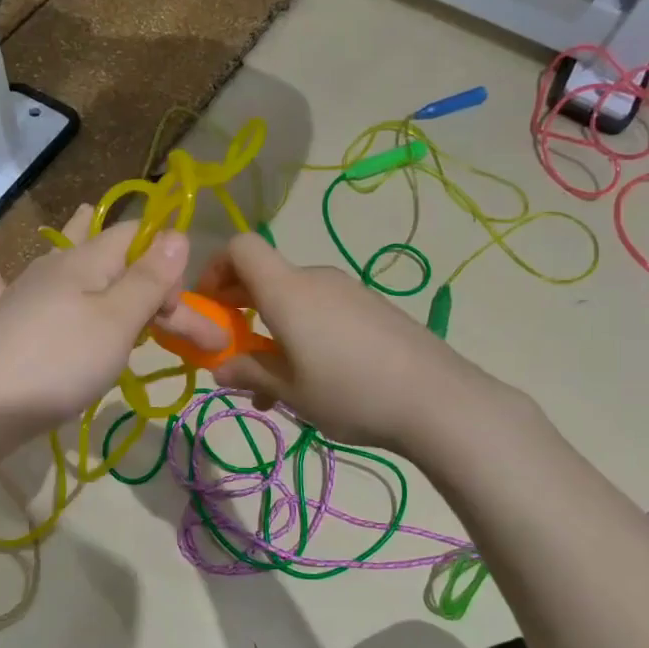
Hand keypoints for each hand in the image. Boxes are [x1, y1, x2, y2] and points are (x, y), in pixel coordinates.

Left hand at [0, 206, 190, 439]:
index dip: (165, 265)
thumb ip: (148, 279)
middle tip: (166, 308)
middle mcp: (55, 266)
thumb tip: (176, 233)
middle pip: (107, 255)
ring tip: (84, 213)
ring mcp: (23, 290)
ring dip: (78, 241)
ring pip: (60, 257)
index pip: (138, 239)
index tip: (176, 312)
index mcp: (88, 260)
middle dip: (139, 271)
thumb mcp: (117, 321)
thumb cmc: (60, 362)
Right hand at [198, 233, 509, 453]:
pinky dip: (304, 333)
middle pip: (265, 277)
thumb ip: (249, 373)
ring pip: (294, 300)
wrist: (438, 399)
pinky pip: (323, 310)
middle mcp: (315, 279)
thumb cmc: (350, 392)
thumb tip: (219, 368)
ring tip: (275, 386)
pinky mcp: (372, 308)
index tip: (210, 307)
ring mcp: (348, 291)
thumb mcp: (291, 391)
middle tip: (236, 355)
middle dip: (241, 310)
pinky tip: (315, 380)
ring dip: (273, 330)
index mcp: (287, 291)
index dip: (216, 268)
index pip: (241, 247)